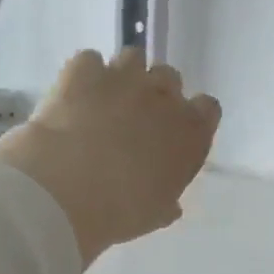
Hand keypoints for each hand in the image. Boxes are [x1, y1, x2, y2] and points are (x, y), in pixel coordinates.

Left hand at [0, 48, 220, 265]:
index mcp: (190, 133)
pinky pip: (89, 60)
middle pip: (169, 78)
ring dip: (123, 76)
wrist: (66, 190)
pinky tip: (73, 97)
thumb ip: (166, 200)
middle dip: (155, 94)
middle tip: (133, 119)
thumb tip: (169, 203)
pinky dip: (83, 75)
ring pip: (133, 58)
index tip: (173, 133)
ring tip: (103, 101)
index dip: (191, 118)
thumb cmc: (119, 212)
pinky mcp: (83, 70)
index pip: (207, 108)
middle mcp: (163, 96)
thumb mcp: (153, 215)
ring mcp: (124, 77)